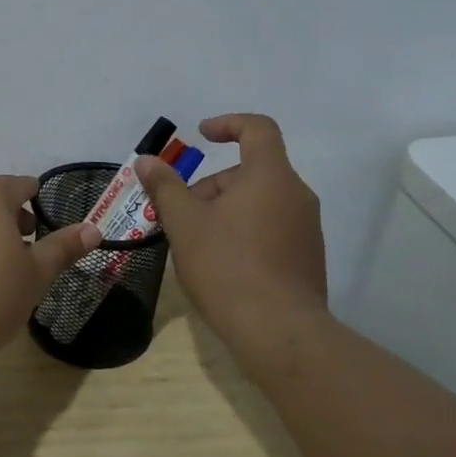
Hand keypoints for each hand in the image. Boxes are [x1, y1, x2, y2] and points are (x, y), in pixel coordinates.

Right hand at [135, 114, 329, 350]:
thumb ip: (165, 187)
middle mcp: (297, 195)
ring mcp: (307, 228)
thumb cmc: (227, 267)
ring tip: (196, 242)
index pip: (258, 128)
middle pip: (252, 171)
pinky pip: (272, 227)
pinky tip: (221, 264)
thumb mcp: (184, 223)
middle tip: (181, 214)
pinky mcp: (307, 257)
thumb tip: (147, 160)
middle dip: (213, 185)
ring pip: (260, 201)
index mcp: (270, 177)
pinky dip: (244, 231)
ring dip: (226, 210)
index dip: (228, 124)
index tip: (201, 136)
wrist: (279, 332)